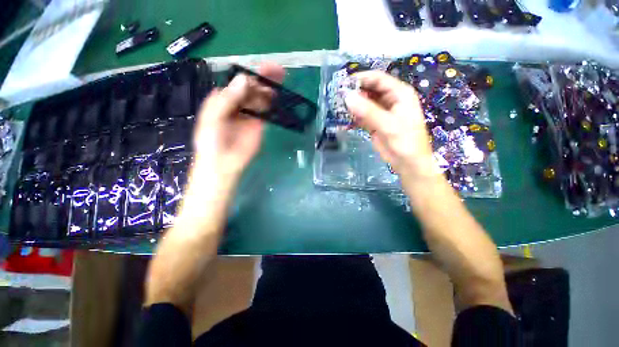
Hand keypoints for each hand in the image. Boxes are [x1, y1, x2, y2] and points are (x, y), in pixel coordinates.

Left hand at [192, 62, 284, 187]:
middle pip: (252, 87)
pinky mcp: (259, 124)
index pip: (239, 82)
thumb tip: (245, 79)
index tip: (266, 68)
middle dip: (264, 78)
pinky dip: (272, 104)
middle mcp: (237, 103)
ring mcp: (250, 114)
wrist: (223, 164)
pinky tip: (278, 98)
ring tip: (280, 83)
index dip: (252, 73)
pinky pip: (266, 110)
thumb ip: (228, 99)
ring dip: (270, 89)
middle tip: (279, 72)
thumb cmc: (212, 141)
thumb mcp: (214, 118)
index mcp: (223, 98)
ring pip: (261, 97)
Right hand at [345, 71, 434, 177]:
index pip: (379, 79)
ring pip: (364, 103)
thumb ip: (368, 111)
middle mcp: (390, 100)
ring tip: (337, 107)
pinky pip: (362, 116)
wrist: (407, 163)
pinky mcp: (375, 124)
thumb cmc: (405, 142)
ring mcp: (381, 112)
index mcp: (399, 94)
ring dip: (352, 105)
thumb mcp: (388, 125)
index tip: (344, 83)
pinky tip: (343, 119)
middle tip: (337, 97)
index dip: (362, 78)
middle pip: (370, 90)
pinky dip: (353, 117)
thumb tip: (347, 97)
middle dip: (355, 92)